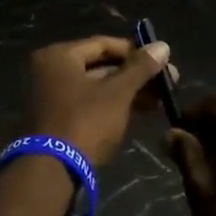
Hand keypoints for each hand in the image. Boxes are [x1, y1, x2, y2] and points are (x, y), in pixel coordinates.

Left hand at [26, 36, 172, 164]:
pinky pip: (87, 102)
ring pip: (96, 86)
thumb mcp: (117, 93)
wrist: (51, 171)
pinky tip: (138, 111)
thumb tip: (163, 45)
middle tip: (166, 82)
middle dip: (134, 75)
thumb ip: (140, 68)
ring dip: (127, 91)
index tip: (161, 62)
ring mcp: (50, 96)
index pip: (104, 44)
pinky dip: (111, 105)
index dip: (135, 51)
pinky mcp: (55, 118)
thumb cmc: (85, 122)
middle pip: (100, 65)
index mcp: (59, 56)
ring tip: (158, 100)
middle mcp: (49, 70)